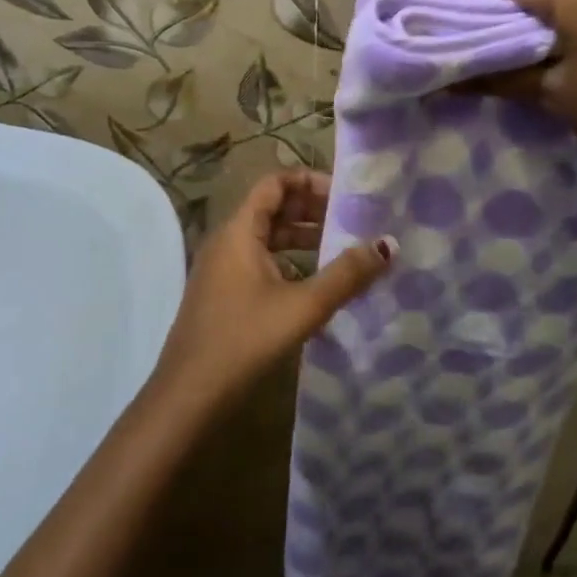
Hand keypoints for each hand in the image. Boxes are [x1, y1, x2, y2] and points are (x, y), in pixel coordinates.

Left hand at [153, 169, 395, 408]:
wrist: (188, 395)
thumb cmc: (244, 340)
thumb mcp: (303, 306)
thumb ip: (347, 274)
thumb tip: (388, 244)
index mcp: (238, 231)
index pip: (274, 183)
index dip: (309, 181)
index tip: (346, 194)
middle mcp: (227, 241)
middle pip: (272, 208)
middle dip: (311, 209)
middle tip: (352, 219)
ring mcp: (222, 269)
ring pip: (266, 237)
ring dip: (302, 237)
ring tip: (342, 247)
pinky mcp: (223, 294)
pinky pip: (260, 261)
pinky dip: (289, 261)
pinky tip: (315, 282)